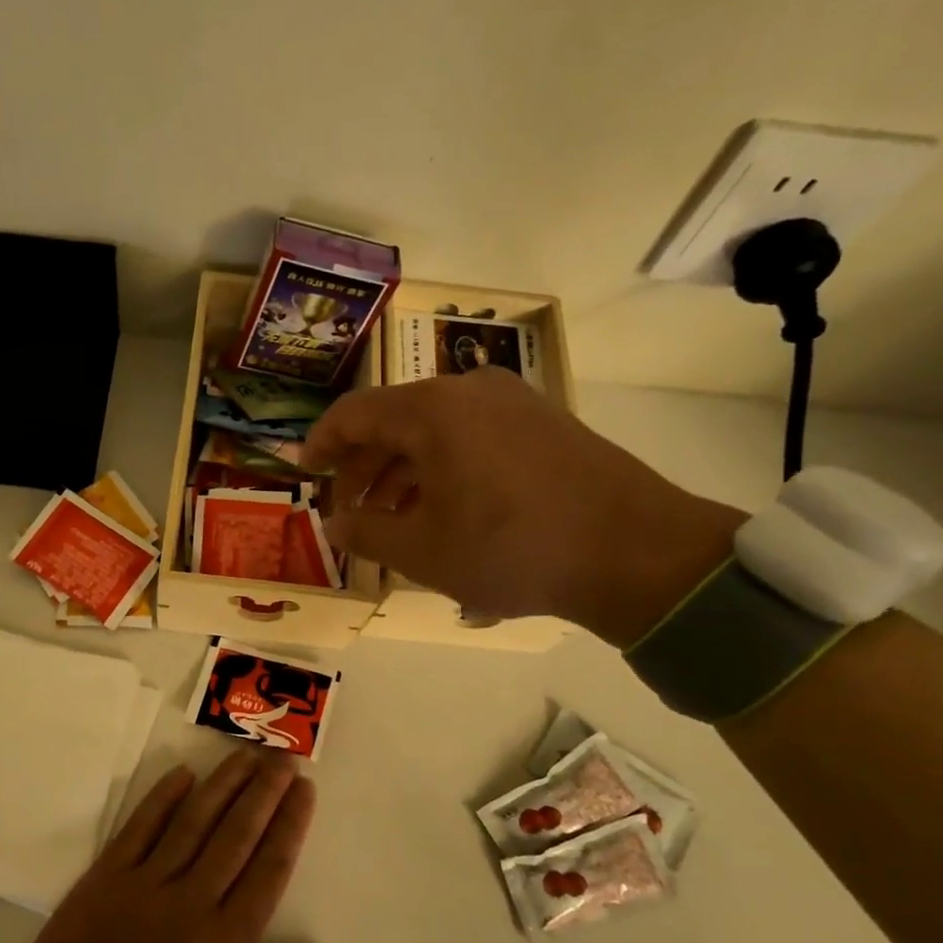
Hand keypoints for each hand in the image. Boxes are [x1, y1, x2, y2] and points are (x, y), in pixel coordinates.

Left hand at [22, 749, 342, 942]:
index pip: (268, 869)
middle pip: (236, 834)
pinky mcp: (107, 877)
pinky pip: (139, 828)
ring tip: (245, 755)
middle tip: (283, 758)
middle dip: (264, 793)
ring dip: (222, 785)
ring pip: (193, 822)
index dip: (289, 825)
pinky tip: (183, 773)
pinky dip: (161, 799)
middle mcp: (192, 900)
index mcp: (227, 942)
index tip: (305, 790)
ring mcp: (146, 884)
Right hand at [302, 367, 745, 646]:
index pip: (352, 414)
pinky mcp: (543, 422)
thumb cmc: (512, 548)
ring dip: (402, 472)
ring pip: (434, 431)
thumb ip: (366, 532)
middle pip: (393, 421)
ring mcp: (512, 402)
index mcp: (430, 411)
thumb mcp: (422, 551)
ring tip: (393, 521)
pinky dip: (443, 468)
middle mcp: (468, 390)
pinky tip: (444, 510)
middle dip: (363, 467)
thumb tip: (336, 522)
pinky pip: (471, 437)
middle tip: (350, 511)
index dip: (321, 444)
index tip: (306, 473)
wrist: (636, 551)